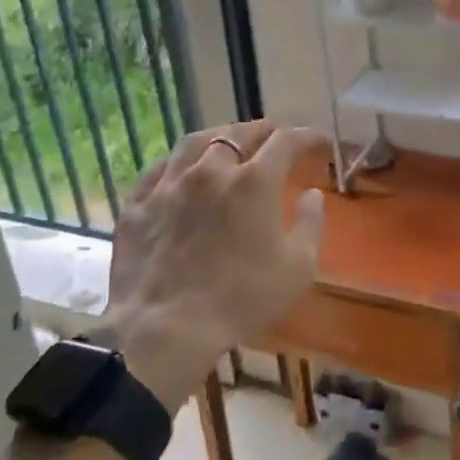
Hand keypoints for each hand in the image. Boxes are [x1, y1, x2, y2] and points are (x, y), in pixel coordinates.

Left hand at [98, 120, 323, 409]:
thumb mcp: (297, 268)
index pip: (286, 142)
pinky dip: (177, 162)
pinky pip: (159, 169)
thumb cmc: (241, 299)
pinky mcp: (138, 205)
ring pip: (194, 142)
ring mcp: (169, 184)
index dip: (308, 137)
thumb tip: (312, 195)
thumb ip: (311, 224)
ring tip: (227, 140)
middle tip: (274, 137)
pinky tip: (180, 169)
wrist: (165, 328)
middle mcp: (211, 170)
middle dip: (262, 131)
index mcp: (254, 181)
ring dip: (218, 137)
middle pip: (238, 133)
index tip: (320, 143)